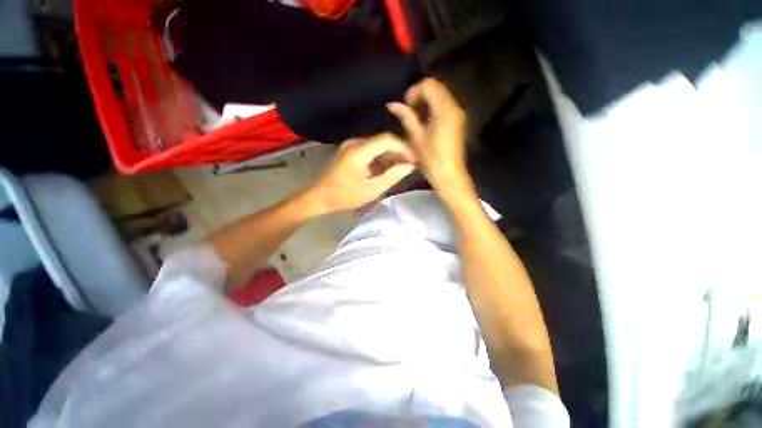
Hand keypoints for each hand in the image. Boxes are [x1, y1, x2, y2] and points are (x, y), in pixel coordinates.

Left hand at [306, 134, 415, 214]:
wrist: (320, 197)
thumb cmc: (345, 196)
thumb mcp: (371, 190)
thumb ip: (392, 176)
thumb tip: (410, 166)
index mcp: (359, 151)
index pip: (387, 140)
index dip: (403, 148)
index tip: (414, 159)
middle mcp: (355, 143)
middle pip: (383, 141)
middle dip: (398, 152)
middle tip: (410, 166)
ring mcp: (351, 146)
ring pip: (377, 146)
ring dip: (390, 156)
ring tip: (401, 169)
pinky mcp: (350, 151)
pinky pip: (370, 150)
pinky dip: (380, 158)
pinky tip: (387, 169)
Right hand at [386, 78, 470, 194]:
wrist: (449, 175)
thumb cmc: (431, 159)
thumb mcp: (416, 137)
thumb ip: (406, 117)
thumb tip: (392, 104)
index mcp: (444, 110)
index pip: (429, 85)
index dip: (414, 92)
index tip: (406, 107)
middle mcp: (454, 107)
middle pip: (436, 88)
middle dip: (420, 96)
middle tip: (409, 113)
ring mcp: (458, 114)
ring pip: (441, 96)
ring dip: (426, 102)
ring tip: (416, 119)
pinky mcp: (458, 121)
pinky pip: (445, 106)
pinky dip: (433, 108)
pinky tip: (425, 123)